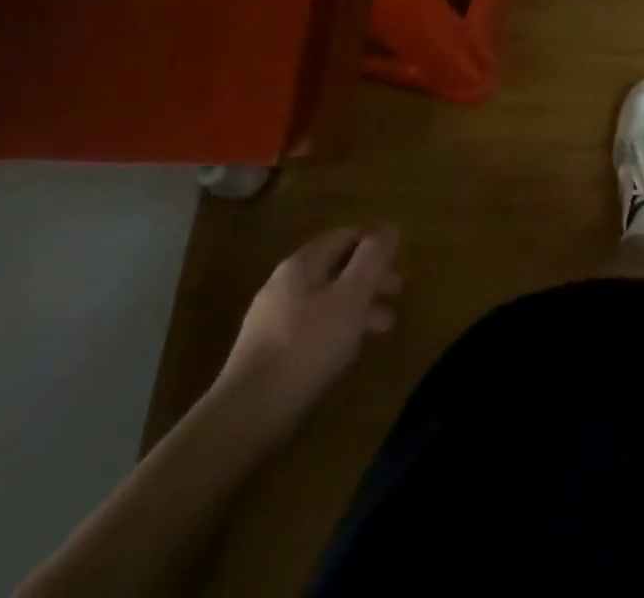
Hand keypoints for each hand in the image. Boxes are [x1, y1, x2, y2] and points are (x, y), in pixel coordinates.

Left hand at [217, 226, 401, 431]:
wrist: (244, 417)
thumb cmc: (307, 347)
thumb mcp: (351, 297)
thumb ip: (372, 259)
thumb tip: (388, 227)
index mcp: (302, 264)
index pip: (345, 236)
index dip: (375, 244)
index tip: (399, 261)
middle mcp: (284, 284)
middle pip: (336, 268)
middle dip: (369, 278)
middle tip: (397, 294)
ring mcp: (271, 319)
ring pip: (325, 300)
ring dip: (357, 307)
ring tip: (382, 328)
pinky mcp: (267, 352)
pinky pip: (311, 327)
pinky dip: (336, 329)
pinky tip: (347, 350)